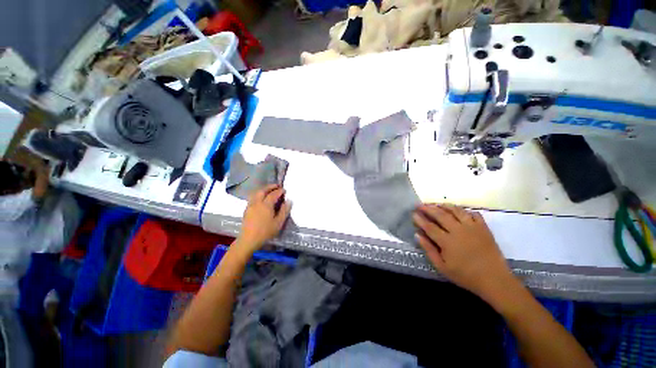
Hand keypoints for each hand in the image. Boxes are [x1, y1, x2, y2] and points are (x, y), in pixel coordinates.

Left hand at [236, 184, 291, 253]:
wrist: (248, 240)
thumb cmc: (265, 232)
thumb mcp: (278, 223)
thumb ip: (284, 211)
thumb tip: (289, 201)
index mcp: (266, 205)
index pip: (273, 194)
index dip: (279, 191)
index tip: (284, 190)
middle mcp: (257, 202)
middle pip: (263, 190)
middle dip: (270, 187)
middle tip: (277, 186)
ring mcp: (250, 205)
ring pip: (256, 193)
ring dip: (263, 189)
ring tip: (269, 190)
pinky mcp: (246, 209)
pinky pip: (253, 197)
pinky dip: (258, 194)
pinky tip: (261, 198)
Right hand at [413, 204, 514, 298]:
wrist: (495, 280)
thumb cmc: (465, 275)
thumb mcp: (442, 267)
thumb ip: (429, 250)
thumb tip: (417, 235)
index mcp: (447, 241)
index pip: (429, 226)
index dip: (420, 219)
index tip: (413, 213)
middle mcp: (458, 230)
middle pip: (441, 215)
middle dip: (428, 208)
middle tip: (420, 205)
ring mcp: (472, 227)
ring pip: (456, 210)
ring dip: (444, 206)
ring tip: (436, 204)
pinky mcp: (484, 228)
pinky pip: (473, 213)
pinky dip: (464, 210)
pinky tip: (458, 211)